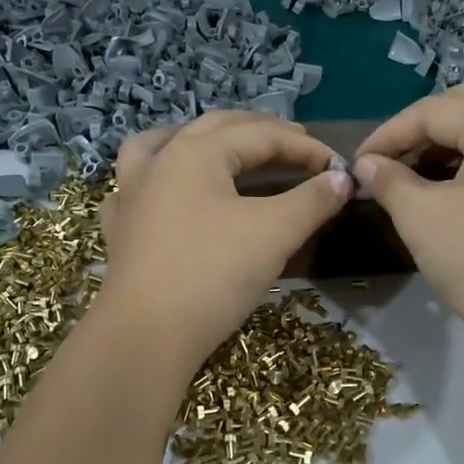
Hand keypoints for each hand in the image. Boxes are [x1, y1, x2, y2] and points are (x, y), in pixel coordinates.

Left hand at [96, 110, 352, 369]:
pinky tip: (167, 193)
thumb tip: (342, 180)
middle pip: (215, 129)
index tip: (338, 168)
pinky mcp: (121, 229)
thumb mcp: (274, 233)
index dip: (306, 148)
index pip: (261, 136)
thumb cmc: (213, 273)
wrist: (146, 334)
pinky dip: (157, 179)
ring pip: (163, 145)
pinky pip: (136, 187)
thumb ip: (312, 200)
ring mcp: (132, 194)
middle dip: (260, 132)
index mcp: (196, 152)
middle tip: (297, 145)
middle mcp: (160, 161)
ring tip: (220, 146)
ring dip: (198, 140)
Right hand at [353, 85, 463, 363]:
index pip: (432, 111)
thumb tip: (366, 164)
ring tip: (407, 180)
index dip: (387, 134)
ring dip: (442, 150)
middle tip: (385, 162)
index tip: (355, 164)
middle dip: (418, 132)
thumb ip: (389, 180)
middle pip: (463, 111)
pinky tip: (443, 195)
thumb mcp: (422, 216)